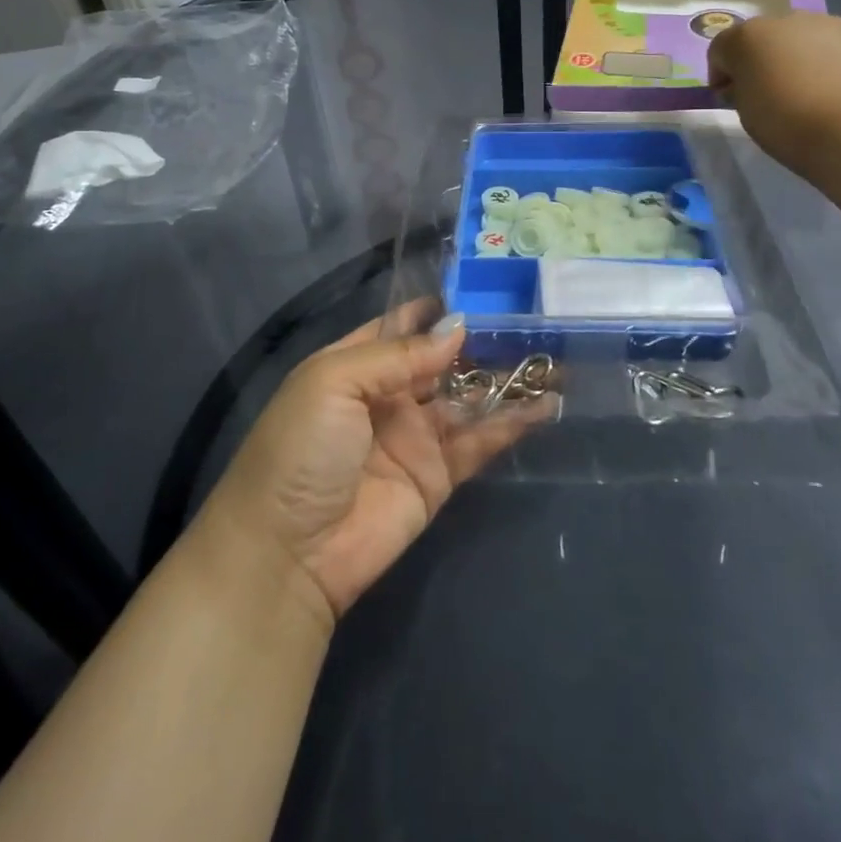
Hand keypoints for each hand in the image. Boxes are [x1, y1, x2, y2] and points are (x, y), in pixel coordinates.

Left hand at [194, 303, 547, 626]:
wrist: (287, 555)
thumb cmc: (302, 450)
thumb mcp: (334, 383)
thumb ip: (399, 355)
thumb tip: (458, 327)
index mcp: (355, 365)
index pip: (401, 326)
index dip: (437, 308)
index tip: (484, 286)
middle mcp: (388, 395)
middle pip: (442, 360)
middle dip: (481, 340)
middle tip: (533, 317)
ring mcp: (416, 436)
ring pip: (468, 397)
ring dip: (505, 379)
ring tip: (553, 355)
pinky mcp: (438, 476)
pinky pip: (480, 442)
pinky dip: (512, 424)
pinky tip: (547, 404)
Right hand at [707, 11, 840, 178]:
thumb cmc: (786, 124)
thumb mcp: (745, 113)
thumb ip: (738, 91)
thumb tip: (743, 85)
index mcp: (747, 37)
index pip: (720, 49)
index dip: (720, 75)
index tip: (729, 99)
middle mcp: (784, 20)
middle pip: (761, 38)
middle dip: (759, 61)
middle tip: (768, 93)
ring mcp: (825, 23)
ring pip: (798, 38)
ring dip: (793, 57)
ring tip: (805, 91)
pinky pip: (829, 46)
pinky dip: (825, 61)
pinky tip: (833, 89)